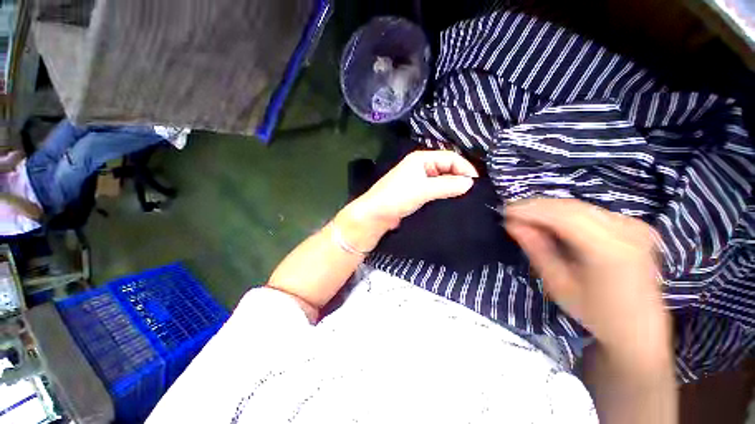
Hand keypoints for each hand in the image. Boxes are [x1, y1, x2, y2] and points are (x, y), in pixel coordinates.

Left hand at [354, 150, 477, 227]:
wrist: (375, 215)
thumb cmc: (397, 197)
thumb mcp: (423, 190)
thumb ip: (447, 185)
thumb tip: (470, 183)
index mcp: (421, 159)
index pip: (450, 157)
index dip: (465, 168)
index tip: (476, 184)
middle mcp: (421, 166)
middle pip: (447, 167)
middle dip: (460, 177)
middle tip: (473, 192)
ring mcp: (418, 180)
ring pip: (441, 180)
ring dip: (452, 187)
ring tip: (466, 198)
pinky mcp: (416, 193)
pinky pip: (435, 190)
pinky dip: (444, 194)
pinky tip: (451, 202)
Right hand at [504, 199, 669, 359]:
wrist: (639, 328)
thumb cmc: (595, 313)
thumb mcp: (558, 284)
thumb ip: (536, 249)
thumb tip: (513, 224)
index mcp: (610, 251)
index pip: (564, 216)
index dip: (531, 210)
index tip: (505, 211)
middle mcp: (627, 231)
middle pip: (571, 207)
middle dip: (537, 207)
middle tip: (511, 213)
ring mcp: (634, 226)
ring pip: (579, 206)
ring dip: (548, 209)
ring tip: (525, 217)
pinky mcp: (633, 226)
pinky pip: (589, 211)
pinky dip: (564, 213)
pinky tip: (549, 221)